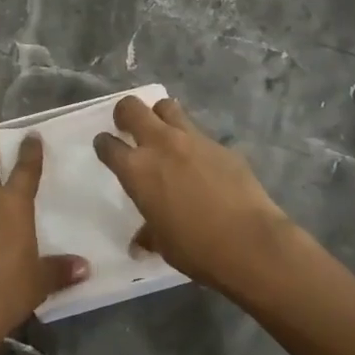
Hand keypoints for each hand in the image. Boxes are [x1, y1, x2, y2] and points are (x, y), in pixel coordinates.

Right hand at [94, 94, 295, 294]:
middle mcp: (160, 145)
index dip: (104, 144)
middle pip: (132, 108)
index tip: (106, 147)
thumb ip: (148, 233)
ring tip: (163, 132)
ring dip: (160, 116)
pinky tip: (200, 161)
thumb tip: (139, 243)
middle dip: (125, 113)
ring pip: (167, 106)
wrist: (249, 242)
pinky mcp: (220, 144)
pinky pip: (198, 132)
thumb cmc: (196, 248)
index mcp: (136, 170)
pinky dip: (192, 141)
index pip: (108, 145)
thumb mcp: (163, 243)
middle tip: (128, 127)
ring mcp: (192, 139)